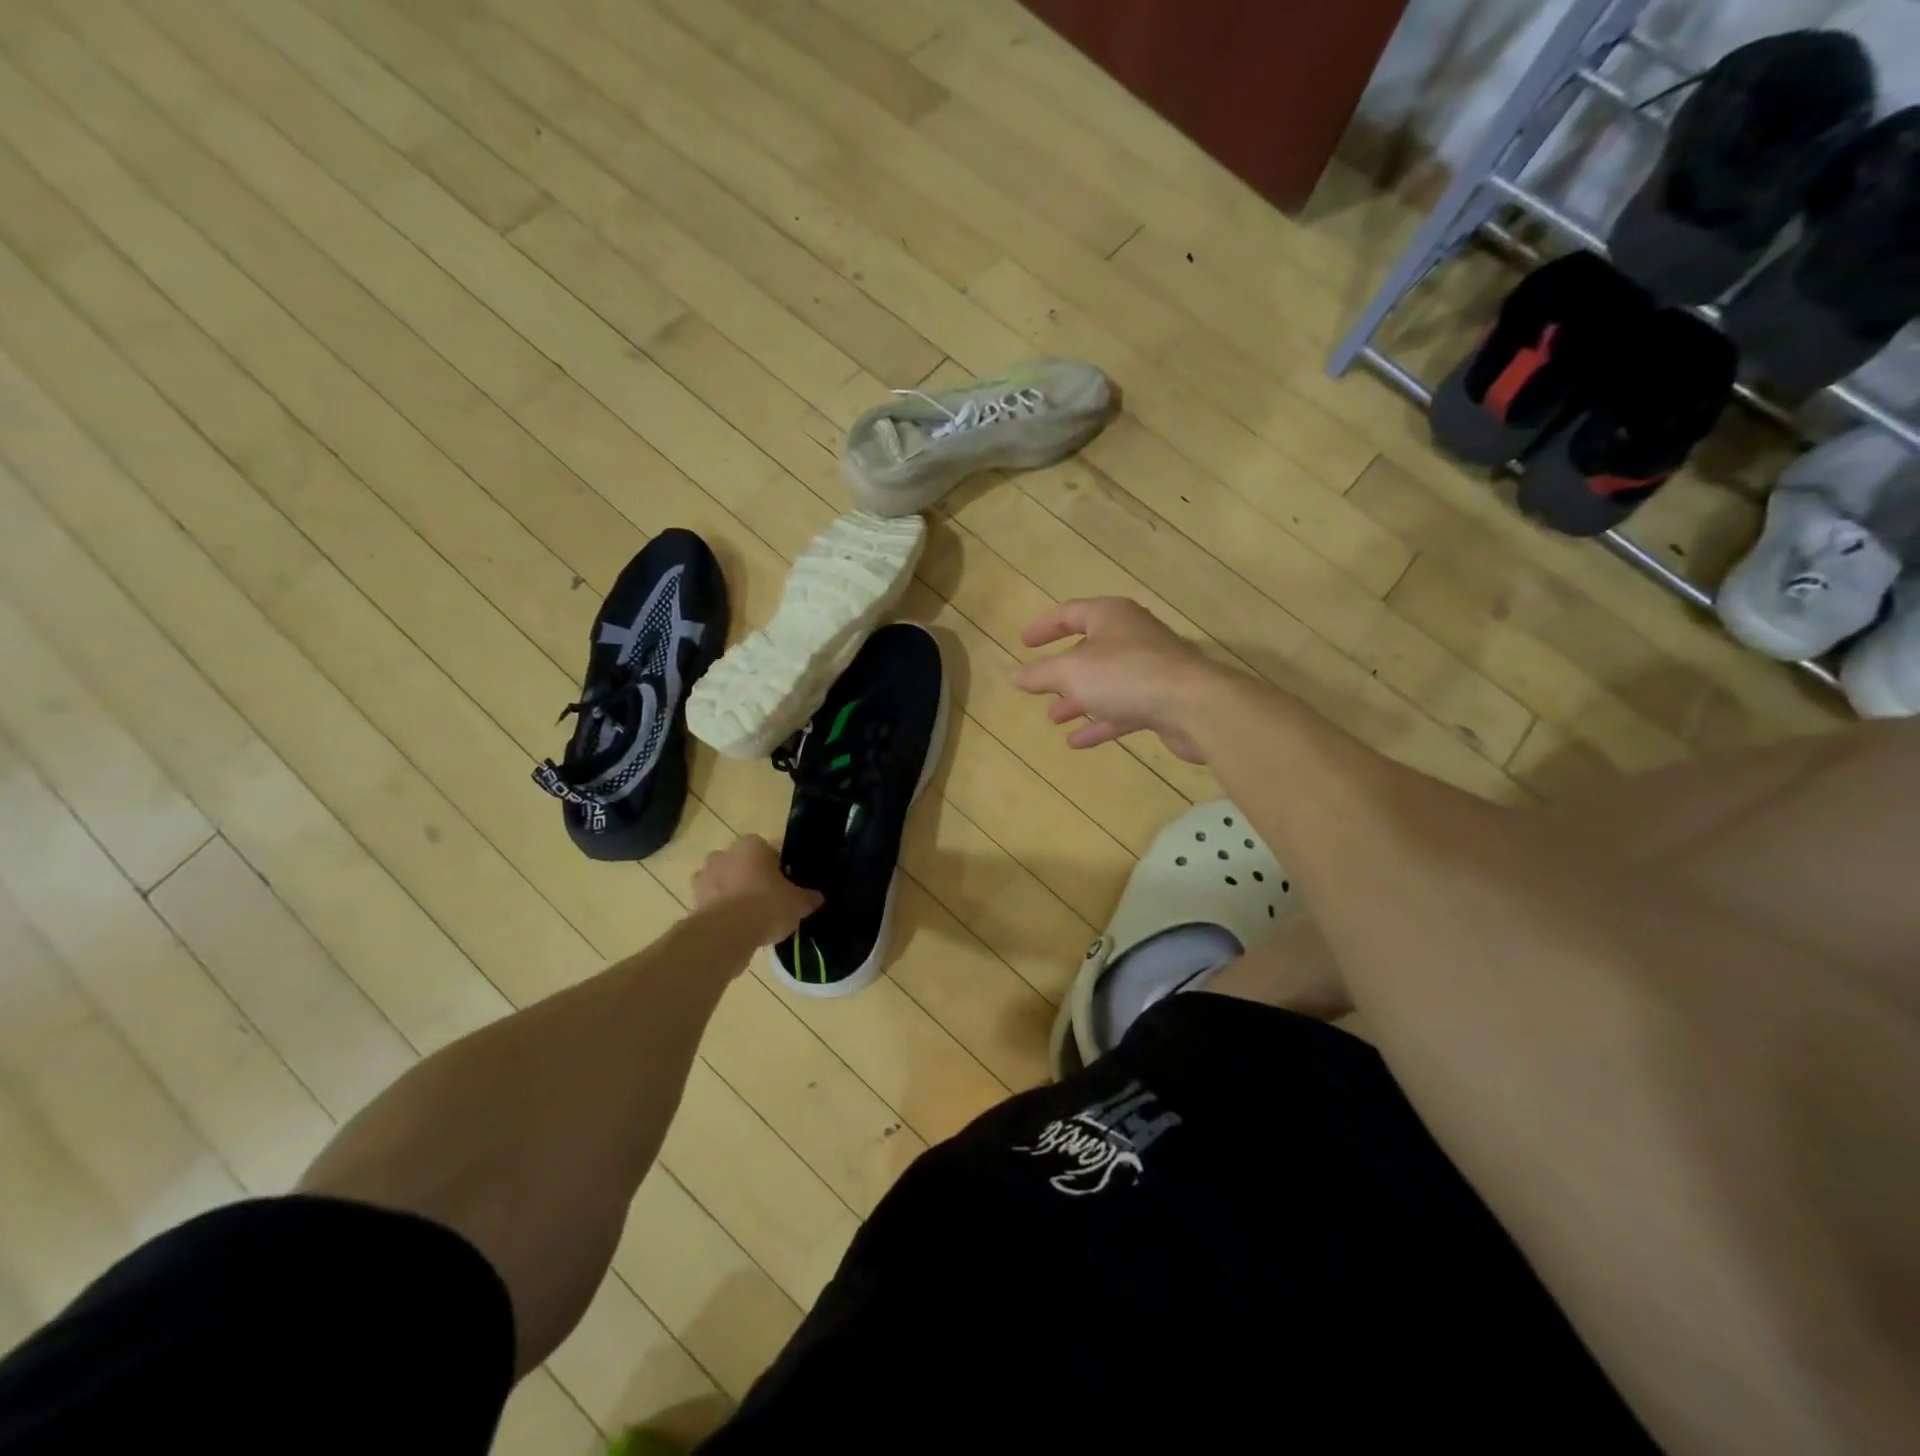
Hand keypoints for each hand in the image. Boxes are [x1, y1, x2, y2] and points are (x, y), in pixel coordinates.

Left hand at [693, 835, 821, 945]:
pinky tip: (736, 927)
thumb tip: (817, 897)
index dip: (779, 868)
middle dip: (751, 877)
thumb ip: (808, 897)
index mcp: (751, 844)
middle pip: (742, 863)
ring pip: (724, 881)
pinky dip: (721, 911)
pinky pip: (712, 902)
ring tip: (750, 916)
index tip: (786, 885)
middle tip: (768, 898)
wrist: (727, 933)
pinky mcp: (693, 900)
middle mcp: (725, 854)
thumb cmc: (767, 905)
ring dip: (733, 893)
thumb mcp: (798, 903)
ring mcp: (705, 876)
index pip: (769, 850)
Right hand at [1010, 597, 1214, 762]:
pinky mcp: (1161, 700)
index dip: (1044, 627)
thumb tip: (1012, 675)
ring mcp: (1149, 669)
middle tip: (1038, 686)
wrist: (1193, 705)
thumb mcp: (1070, 672)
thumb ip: (1039, 673)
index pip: (1070, 613)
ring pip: (1104, 682)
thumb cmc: (1125, 675)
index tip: (1024, 643)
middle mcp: (1131, 636)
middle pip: (1089, 649)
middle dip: (1061, 670)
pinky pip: (1121, 708)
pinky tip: (1077, 742)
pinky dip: (1099, 722)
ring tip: (1054, 717)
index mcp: (1110, 616)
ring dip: (1078, 699)